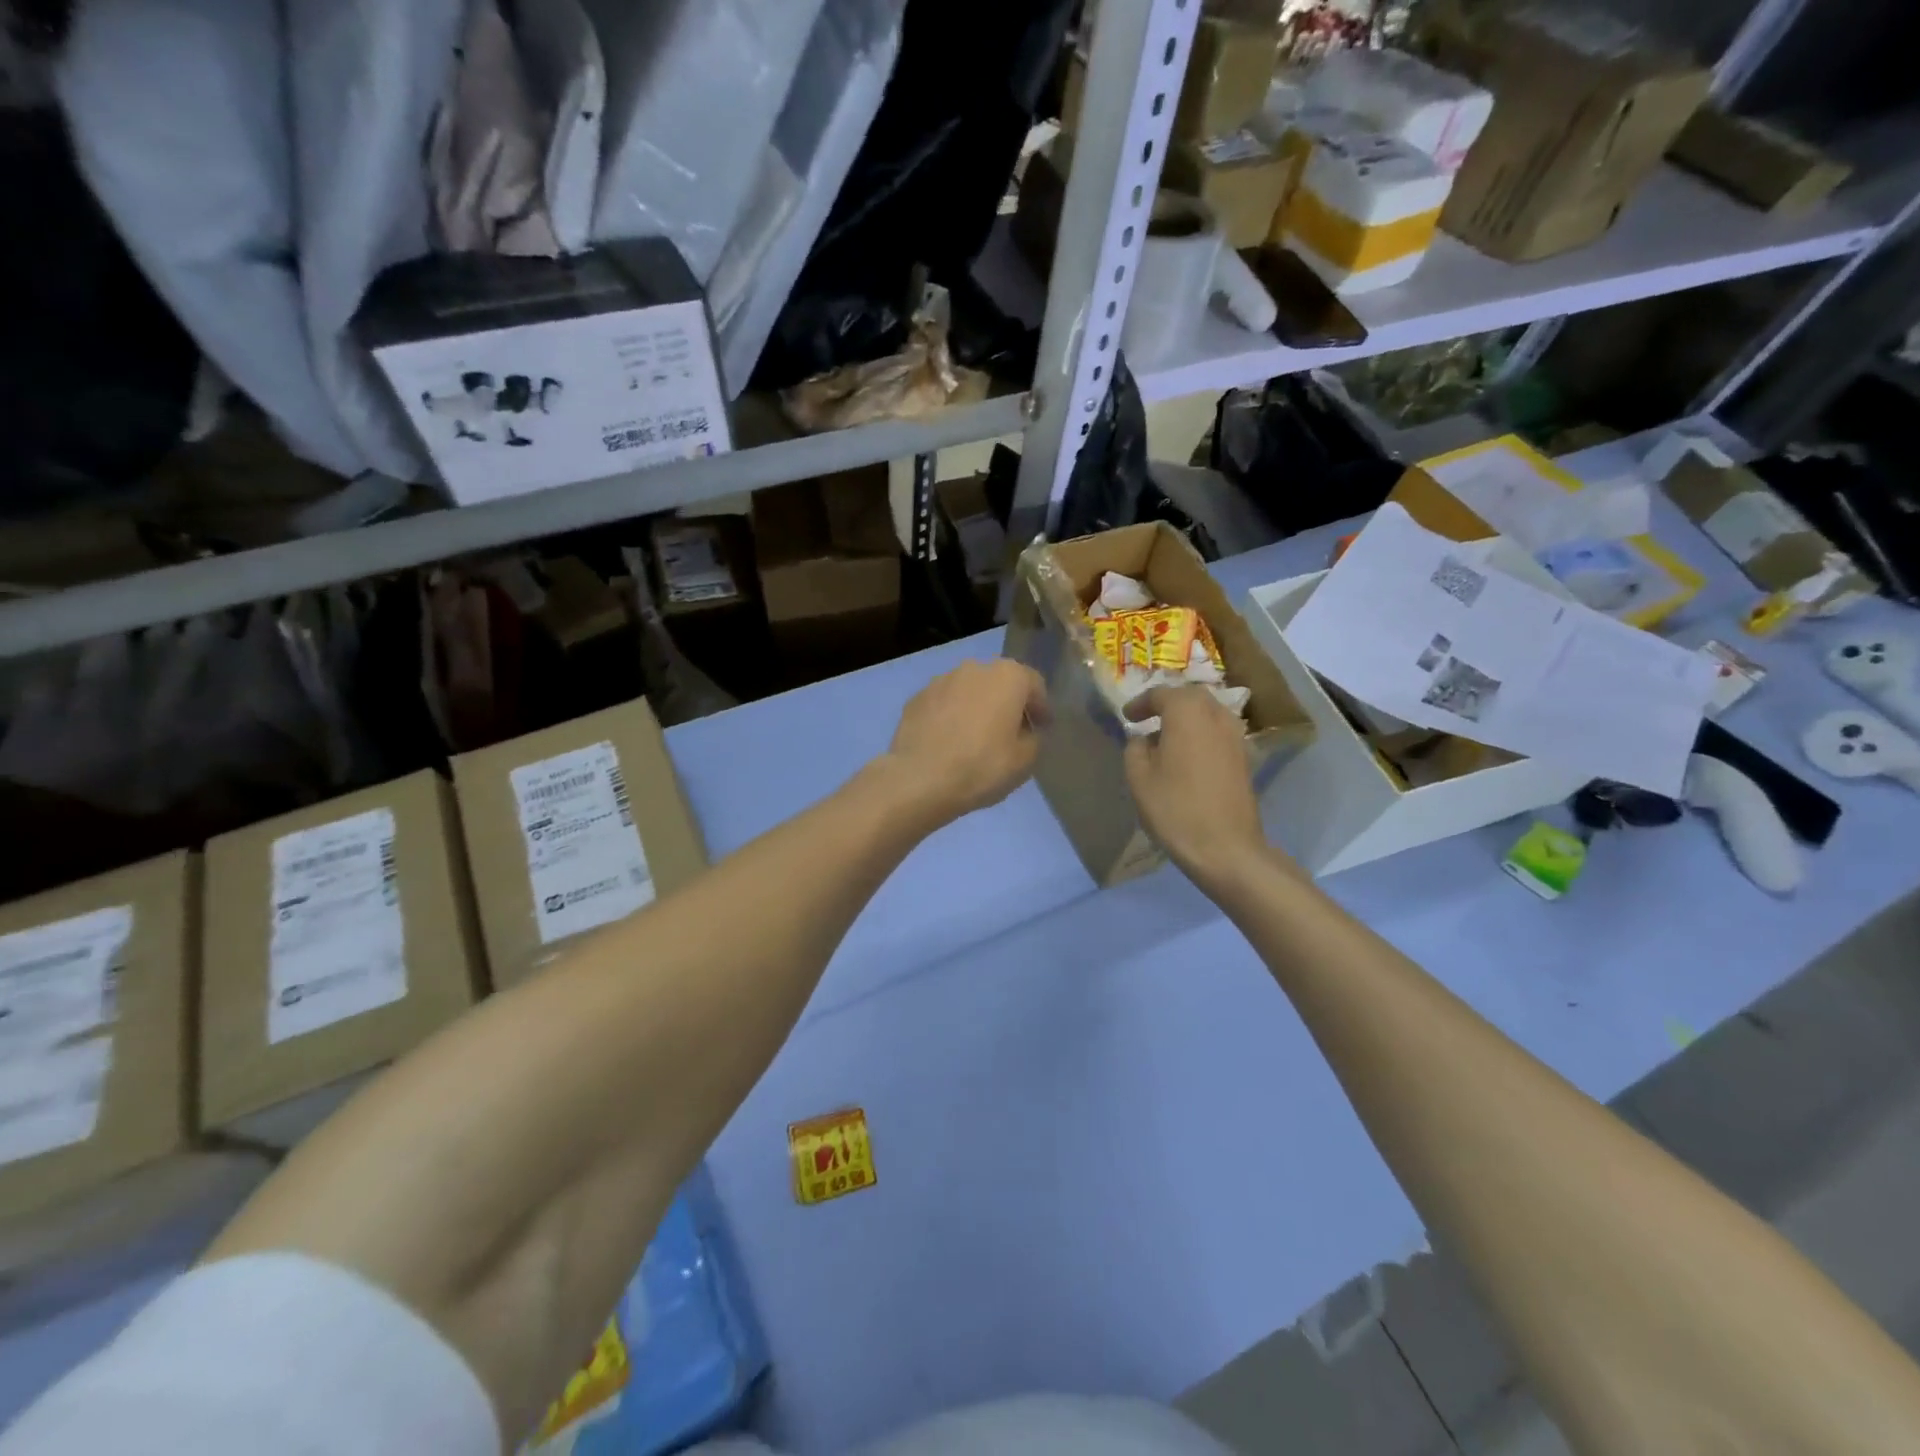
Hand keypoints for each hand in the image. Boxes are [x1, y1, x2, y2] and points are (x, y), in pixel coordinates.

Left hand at [880, 659, 1049, 828]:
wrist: (919, 779)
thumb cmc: (982, 766)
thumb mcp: (1025, 760)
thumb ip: (1033, 738)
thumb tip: (1024, 731)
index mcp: (1008, 676)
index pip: (1034, 685)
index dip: (1041, 708)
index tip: (1042, 728)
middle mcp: (974, 668)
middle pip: (1000, 683)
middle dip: (1008, 703)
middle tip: (1011, 731)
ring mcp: (941, 680)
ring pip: (969, 691)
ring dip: (977, 708)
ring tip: (977, 737)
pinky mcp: (916, 698)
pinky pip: (944, 704)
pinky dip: (951, 717)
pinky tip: (950, 742)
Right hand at [1125, 685, 1268, 888]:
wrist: (1225, 847)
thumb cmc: (1175, 808)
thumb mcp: (1139, 777)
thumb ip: (1136, 748)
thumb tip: (1144, 739)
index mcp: (1187, 711)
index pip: (1161, 694)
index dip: (1140, 703)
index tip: (1127, 718)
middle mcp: (1216, 714)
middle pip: (1189, 697)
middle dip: (1167, 704)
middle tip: (1147, 720)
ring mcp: (1236, 735)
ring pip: (1208, 713)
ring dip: (1186, 719)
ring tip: (1166, 738)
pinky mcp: (1245, 757)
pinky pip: (1218, 732)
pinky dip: (1201, 735)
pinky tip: (1187, 756)